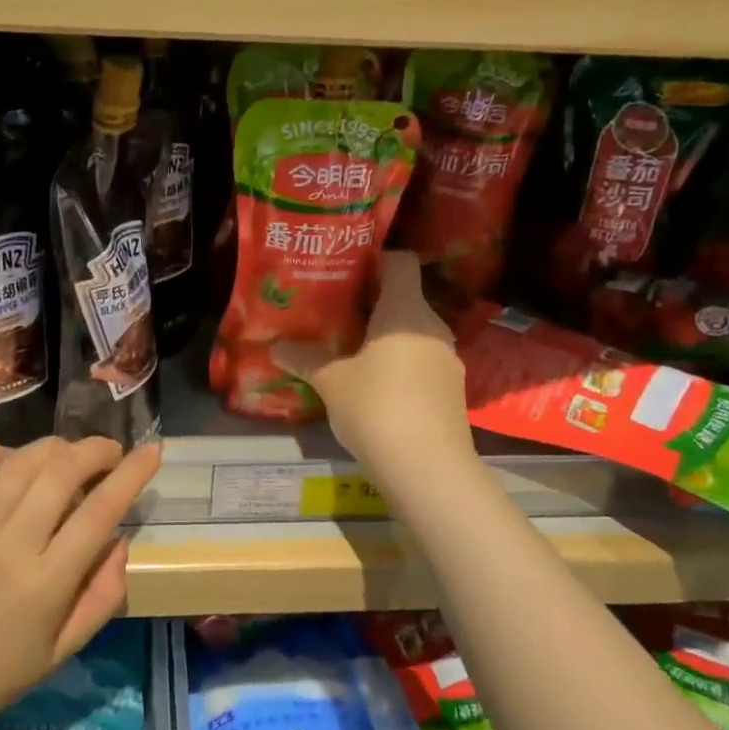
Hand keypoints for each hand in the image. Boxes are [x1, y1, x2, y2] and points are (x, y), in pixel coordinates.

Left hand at [0, 437, 161, 729]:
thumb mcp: (65, 648)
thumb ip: (103, 594)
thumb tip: (120, 539)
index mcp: (47, 583)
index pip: (101, 511)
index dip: (132, 474)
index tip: (151, 451)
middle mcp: (10, 547)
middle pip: (61, 473)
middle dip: (94, 450)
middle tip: (108, 451)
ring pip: (17, 464)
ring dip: (51, 448)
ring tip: (65, 453)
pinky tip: (4, 457)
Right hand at [272, 252, 474, 474]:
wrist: (428, 469)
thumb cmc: (375, 407)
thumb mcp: (331, 382)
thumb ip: (305, 359)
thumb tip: (276, 347)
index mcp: (405, 311)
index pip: (400, 263)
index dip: (376, 260)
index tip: (346, 271)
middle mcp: (432, 327)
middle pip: (404, 299)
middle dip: (372, 305)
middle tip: (336, 315)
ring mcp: (447, 360)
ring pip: (413, 334)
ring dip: (385, 339)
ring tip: (351, 352)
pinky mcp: (452, 391)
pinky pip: (421, 363)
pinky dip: (400, 366)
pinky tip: (375, 388)